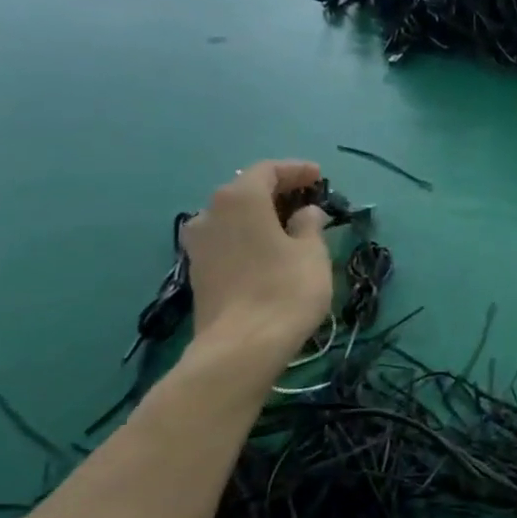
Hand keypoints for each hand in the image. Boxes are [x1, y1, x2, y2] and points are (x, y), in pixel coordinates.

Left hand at [181, 161, 331, 367]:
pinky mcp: (198, 270)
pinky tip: (268, 250)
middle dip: (277, 191)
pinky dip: (248, 236)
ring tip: (288, 226)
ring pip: (233, 217)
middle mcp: (211, 212)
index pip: (268, 170)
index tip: (319, 175)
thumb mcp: (312, 253)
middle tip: (306, 199)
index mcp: (240, 198)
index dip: (296, 170)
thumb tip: (305, 213)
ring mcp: (199, 243)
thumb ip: (310, 224)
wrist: (241, 347)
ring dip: (260, 216)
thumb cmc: (285, 290)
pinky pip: (227, 240)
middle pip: (246, 191)